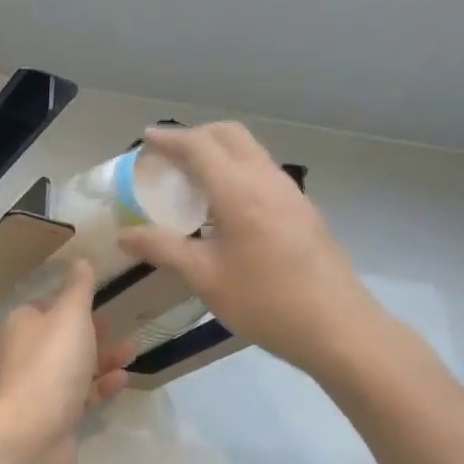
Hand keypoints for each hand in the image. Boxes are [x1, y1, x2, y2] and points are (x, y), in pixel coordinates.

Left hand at [0, 260, 133, 463]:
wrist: (34, 433)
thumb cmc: (52, 363)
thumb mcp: (70, 315)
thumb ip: (79, 288)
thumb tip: (81, 259)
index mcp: (22, 325)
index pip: (45, 305)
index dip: (71, 300)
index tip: (98, 297)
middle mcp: (25, 353)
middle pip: (61, 336)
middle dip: (91, 330)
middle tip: (118, 323)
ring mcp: (38, 387)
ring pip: (74, 366)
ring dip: (102, 357)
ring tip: (132, 350)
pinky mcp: (53, 415)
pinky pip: (80, 394)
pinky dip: (101, 385)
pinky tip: (122, 380)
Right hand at [119, 123, 387, 380]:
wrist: (339, 328)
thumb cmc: (266, 301)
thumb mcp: (205, 277)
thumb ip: (163, 249)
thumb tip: (124, 235)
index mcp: (238, 190)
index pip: (198, 146)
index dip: (169, 139)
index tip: (146, 139)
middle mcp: (266, 179)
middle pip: (229, 135)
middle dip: (196, 135)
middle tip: (170, 156)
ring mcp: (290, 192)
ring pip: (250, 151)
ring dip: (219, 151)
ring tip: (195, 178)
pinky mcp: (303, 209)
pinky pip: (264, 171)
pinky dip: (238, 169)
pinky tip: (228, 205)